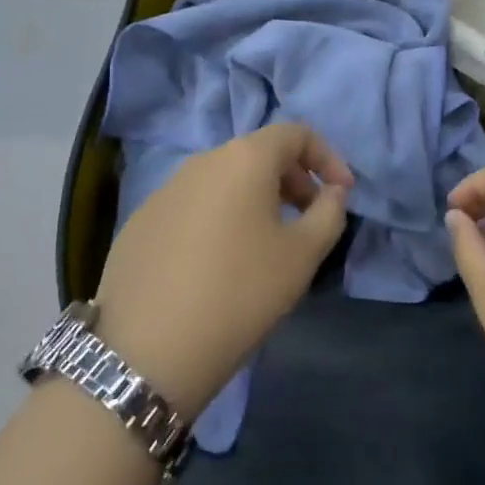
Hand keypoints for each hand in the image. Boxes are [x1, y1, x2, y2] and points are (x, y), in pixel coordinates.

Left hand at [94, 125, 351, 418]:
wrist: (145, 350)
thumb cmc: (239, 293)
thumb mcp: (301, 256)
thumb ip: (329, 214)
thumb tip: (332, 192)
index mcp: (244, 158)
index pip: (295, 133)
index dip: (327, 157)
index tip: (342, 194)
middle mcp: (202, 161)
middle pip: (258, 154)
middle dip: (293, 179)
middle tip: (309, 220)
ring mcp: (166, 189)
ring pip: (224, 180)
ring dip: (256, 200)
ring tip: (266, 244)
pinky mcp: (141, 221)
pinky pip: (194, 205)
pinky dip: (220, 219)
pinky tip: (219, 264)